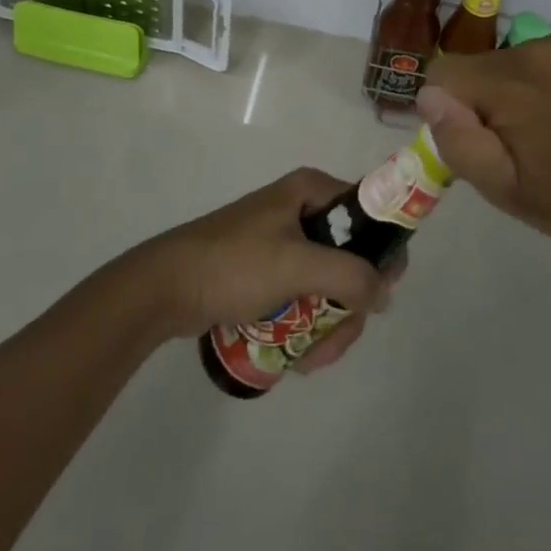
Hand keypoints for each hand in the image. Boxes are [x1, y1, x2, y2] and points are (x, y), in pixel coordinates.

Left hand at [129, 169, 402, 371]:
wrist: (165, 288)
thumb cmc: (233, 264)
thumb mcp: (296, 265)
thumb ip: (349, 276)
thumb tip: (385, 293)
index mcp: (311, 191)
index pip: (369, 213)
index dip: (382, 252)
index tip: (379, 294)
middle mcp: (303, 209)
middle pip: (352, 257)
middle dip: (349, 306)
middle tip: (336, 343)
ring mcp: (285, 242)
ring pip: (331, 283)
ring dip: (329, 325)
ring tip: (311, 359)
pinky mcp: (269, 271)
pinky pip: (306, 296)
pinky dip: (309, 326)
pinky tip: (299, 356)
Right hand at [420, 31, 550, 250]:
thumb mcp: (506, 190)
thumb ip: (458, 141)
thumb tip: (430, 97)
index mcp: (508, 84)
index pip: (442, 72)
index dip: (449, 108)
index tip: (480, 138)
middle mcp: (534, 49)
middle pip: (478, 66)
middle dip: (485, 100)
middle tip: (520, 142)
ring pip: (511, 59)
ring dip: (516, 88)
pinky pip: (545, 53)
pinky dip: (547, 76)